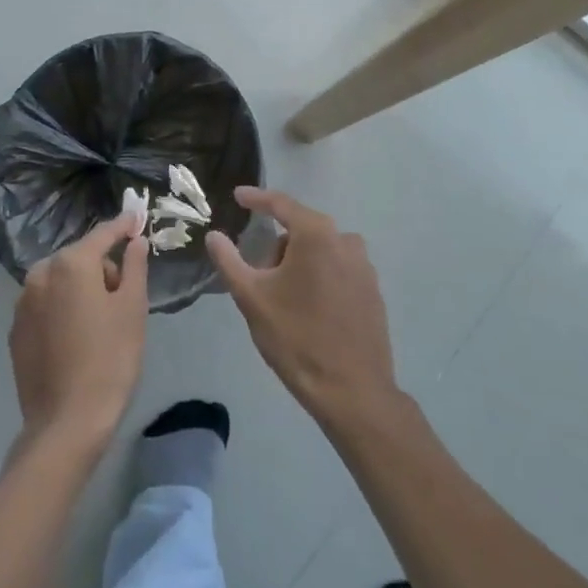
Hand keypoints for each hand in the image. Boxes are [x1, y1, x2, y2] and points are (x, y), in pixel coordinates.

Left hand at [9, 212, 151, 451]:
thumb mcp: (132, 309)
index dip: (123, 226)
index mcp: (71, 264)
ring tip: (99, 322)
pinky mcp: (16, 329)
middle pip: (79, 257)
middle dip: (101, 267)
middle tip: (122, 298)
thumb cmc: (110, 360)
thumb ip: (134, 266)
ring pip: (60, 280)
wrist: (66, 423)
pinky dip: (61, 308)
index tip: (136, 218)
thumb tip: (135, 240)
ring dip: (80, 288)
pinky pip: (45, 304)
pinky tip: (75, 337)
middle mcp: (40, 274)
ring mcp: (23, 302)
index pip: (103, 234)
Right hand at [205, 187, 398, 426]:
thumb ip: (229, 260)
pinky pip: (338, 269)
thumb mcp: (252, 298)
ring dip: (299, 263)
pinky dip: (320, 277)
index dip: (256, 198)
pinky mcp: (373, 290)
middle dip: (277, 246)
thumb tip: (214, 236)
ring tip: (283, 299)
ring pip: (320, 251)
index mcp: (316, 234)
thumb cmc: (297, 338)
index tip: (237, 195)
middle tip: (258, 276)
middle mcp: (345, 240)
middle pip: (301, 229)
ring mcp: (364, 266)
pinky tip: (309, 310)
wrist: (352, 392)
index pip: (281, 204)